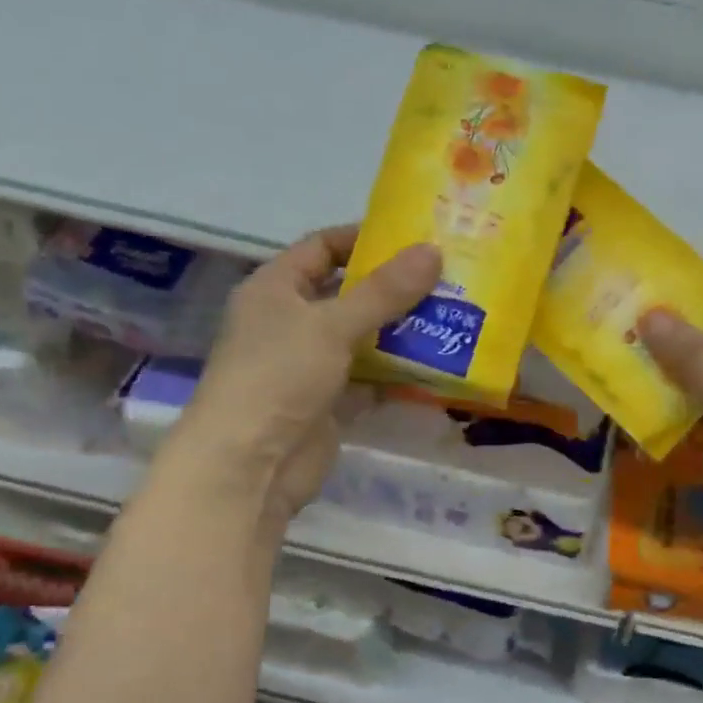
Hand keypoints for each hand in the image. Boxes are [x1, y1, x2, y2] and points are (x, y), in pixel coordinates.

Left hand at [161, 225, 439, 544]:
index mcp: (275, 289)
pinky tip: (435, 366)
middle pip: (346, 294)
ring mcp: (307, 365)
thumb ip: (384, 291)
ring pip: (360, 339)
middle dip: (392, 288)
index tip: (413, 238)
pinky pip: (367, 379)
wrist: (251, 464)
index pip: (321, 247)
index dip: (362, 238)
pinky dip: (395, 374)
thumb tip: (433, 251)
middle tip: (445, 279)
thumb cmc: (279, 376)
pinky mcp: (326, 404)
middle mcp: (289, 322)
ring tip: (451, 317)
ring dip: (399, 332)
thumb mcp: (332, 325)